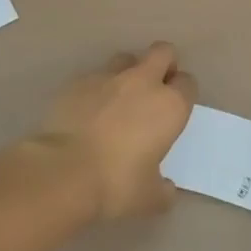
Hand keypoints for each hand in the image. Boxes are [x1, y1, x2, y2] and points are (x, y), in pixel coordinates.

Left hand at [36, 42, 197, 219]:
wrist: (63, 171)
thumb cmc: (116, 184)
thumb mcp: (150, 198)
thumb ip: (163, 190)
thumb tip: (166, 189)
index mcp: (169, 106)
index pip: (188, 83)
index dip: (183, 93)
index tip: (175, 108)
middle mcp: (143, 82)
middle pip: (163, 52)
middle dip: (163, 64)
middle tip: (155, 87)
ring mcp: (108, 77)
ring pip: (126, 58)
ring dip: (129, 72)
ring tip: (119, 98)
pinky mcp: (78, 82)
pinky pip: (94, 77)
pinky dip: (96, 89)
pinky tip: (88, 111)